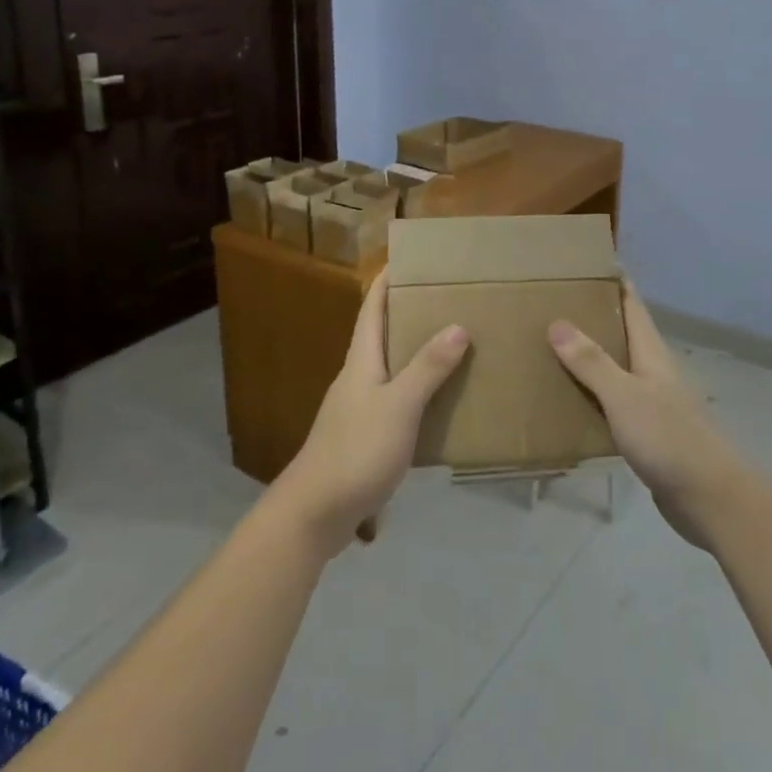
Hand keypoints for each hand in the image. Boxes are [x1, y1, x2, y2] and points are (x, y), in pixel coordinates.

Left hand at [272, 270, 468, 554]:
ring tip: (454, 345)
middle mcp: (357, 377)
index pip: (372, 307)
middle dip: (409, 313)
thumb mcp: (399, 406)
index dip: (387, 280)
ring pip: (391, 369)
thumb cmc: (356, 450)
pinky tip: (441, 403)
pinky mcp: (364, 438)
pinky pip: (396, 401)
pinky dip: (418, 392)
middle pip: (381, 334)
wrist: (314, 513)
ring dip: (416, 354)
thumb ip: (427, 368)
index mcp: (361, 360)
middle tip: (447, 299)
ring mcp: (358, 409)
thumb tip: (457, 325)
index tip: (409, 258)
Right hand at [548, 281, 753, 548]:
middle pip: (621, 333)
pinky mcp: (646, 433)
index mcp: (651, 353)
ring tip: (549, 346)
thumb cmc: (668, 438)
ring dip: (588, 357)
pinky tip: (567, 400)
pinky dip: (591, 395)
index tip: (585, 263)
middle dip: (592, 316)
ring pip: (615, 368)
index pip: (632, 304)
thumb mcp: (624, 395)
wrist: (709, 498)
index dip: (613, 281)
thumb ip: (591, 362)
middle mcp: (652, 371)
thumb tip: (557, 322)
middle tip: (552, 303)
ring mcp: (651, 403)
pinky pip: (612, 403)